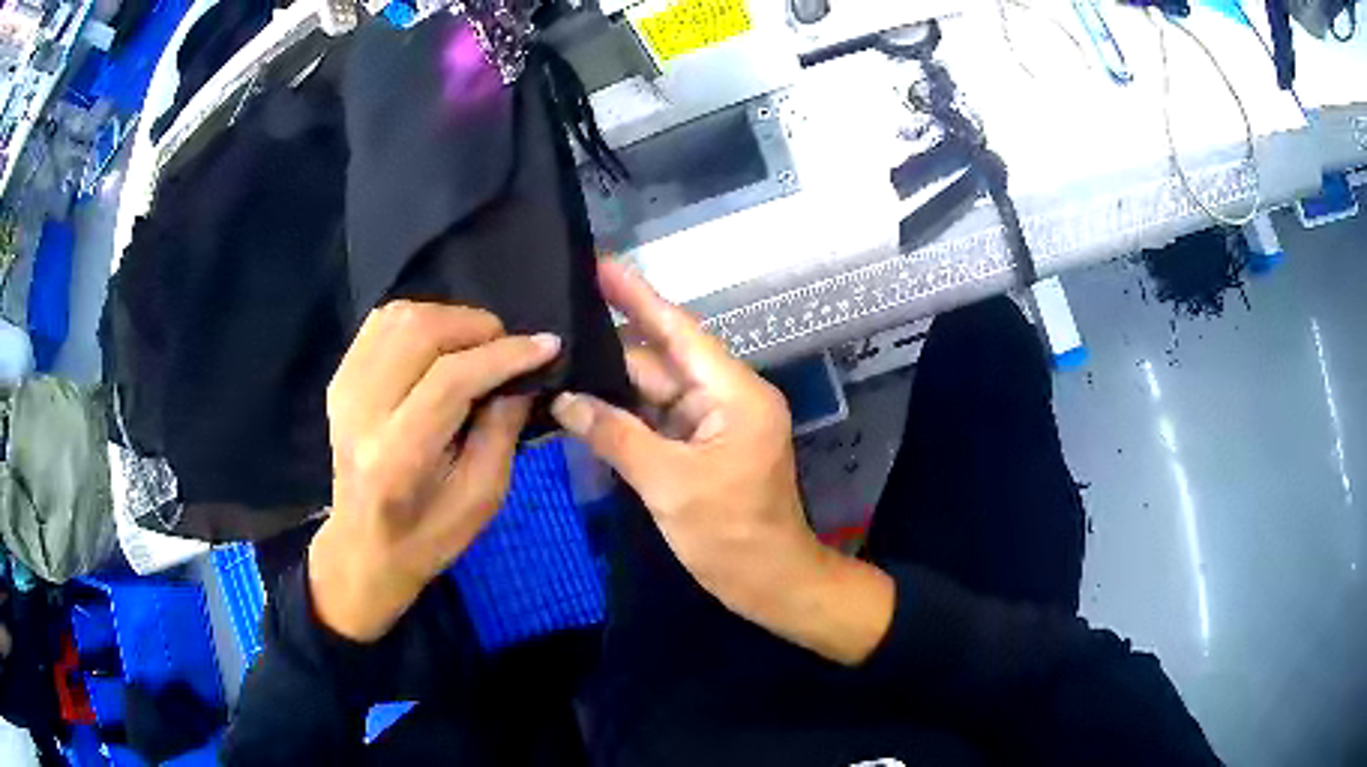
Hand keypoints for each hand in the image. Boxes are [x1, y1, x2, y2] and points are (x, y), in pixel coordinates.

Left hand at [309, 302, 559, 642]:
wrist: (364, 546)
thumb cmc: (429, 534)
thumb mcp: (483, 496)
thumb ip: (503, 429)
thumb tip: (523, 374)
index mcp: (397, 456)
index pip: (450, 380)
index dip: (504, 355)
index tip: (547, 346)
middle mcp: (362, 412)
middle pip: (421, 333)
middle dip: (478, 328)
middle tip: (508, 348)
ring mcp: (344, 389)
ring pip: (400, 317)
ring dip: (450, 319)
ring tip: (477, 346)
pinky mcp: (340, 378)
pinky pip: (383, 323)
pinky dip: (421, 321)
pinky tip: (441, 345)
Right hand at [552, 262, 893, 663]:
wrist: (769, 583)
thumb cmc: (730, 535)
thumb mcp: (668, 483)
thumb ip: (614, 435)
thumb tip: (565, 400)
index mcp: (734, 393)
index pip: (679, 331)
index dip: (637, 296)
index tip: (600, 263)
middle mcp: (726, 397)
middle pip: (662, 361)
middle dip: (612, 346)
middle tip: (558, 323)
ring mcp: (713, 423)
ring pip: (656, 391)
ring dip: (613, 383)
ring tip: (559, 358)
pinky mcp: (702, 447)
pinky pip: (658, 419)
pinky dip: (625, 415)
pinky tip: (584, 403)